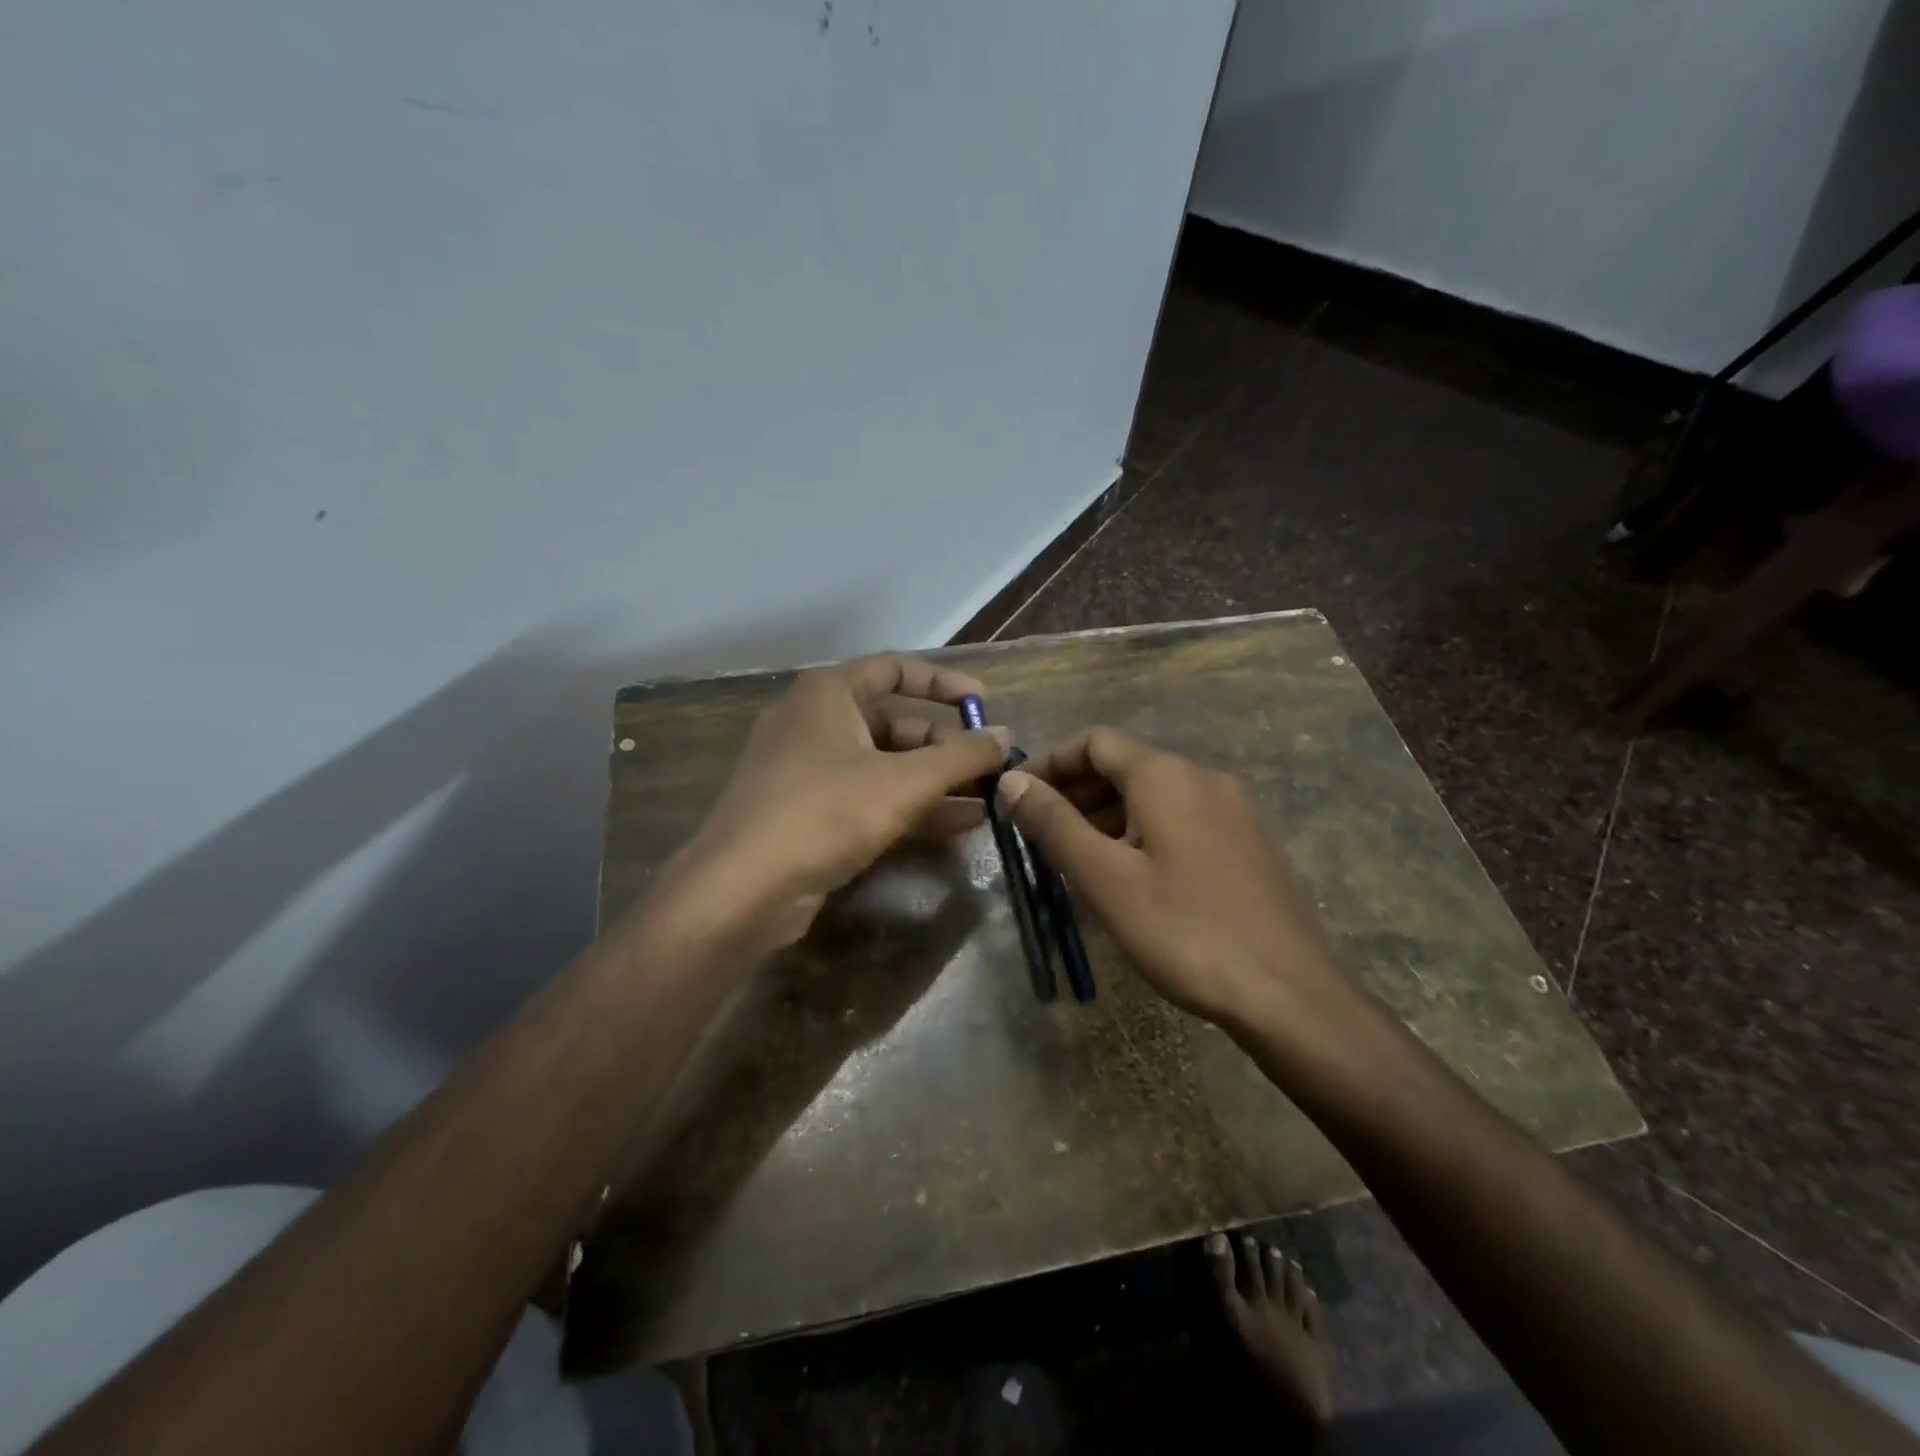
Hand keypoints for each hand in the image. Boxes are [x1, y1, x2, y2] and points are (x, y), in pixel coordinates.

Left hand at [666, 654, 1008, 950]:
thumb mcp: (903, 781)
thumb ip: (961, 756)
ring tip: (987, 800)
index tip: (982, 706)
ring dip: (935, 782)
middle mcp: (815, 723)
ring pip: (884, 766)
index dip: (942, 684)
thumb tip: (1005, 735)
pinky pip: (869, 798)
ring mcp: (809, 772)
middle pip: (893, 723)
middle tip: (990, 767)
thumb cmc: (825, 812)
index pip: (895, 669)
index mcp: (828, 694)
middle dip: (945, 746)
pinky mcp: (809, 815)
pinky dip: (910, 807)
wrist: (743, 889)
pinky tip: (958, 825)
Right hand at [999, 727, 1339, 1026]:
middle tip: (1039, 835)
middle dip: (1076, 792)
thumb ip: (1054, 823)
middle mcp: (1202, 776)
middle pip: (1124, 765)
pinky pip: (1180, 818)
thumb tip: (1012, 781)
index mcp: (1165, 775)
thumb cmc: (1184, 930)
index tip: (1018, 797)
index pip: (1094, 742)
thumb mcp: (1104, 878)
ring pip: (1153, 794)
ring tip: (1075, 859)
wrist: (1288, 993)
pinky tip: (1128, 874)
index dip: (1050, 763)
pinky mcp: (1246, 841)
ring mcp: (1231, 809)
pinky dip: (1141, 831)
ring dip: (1107, 814)